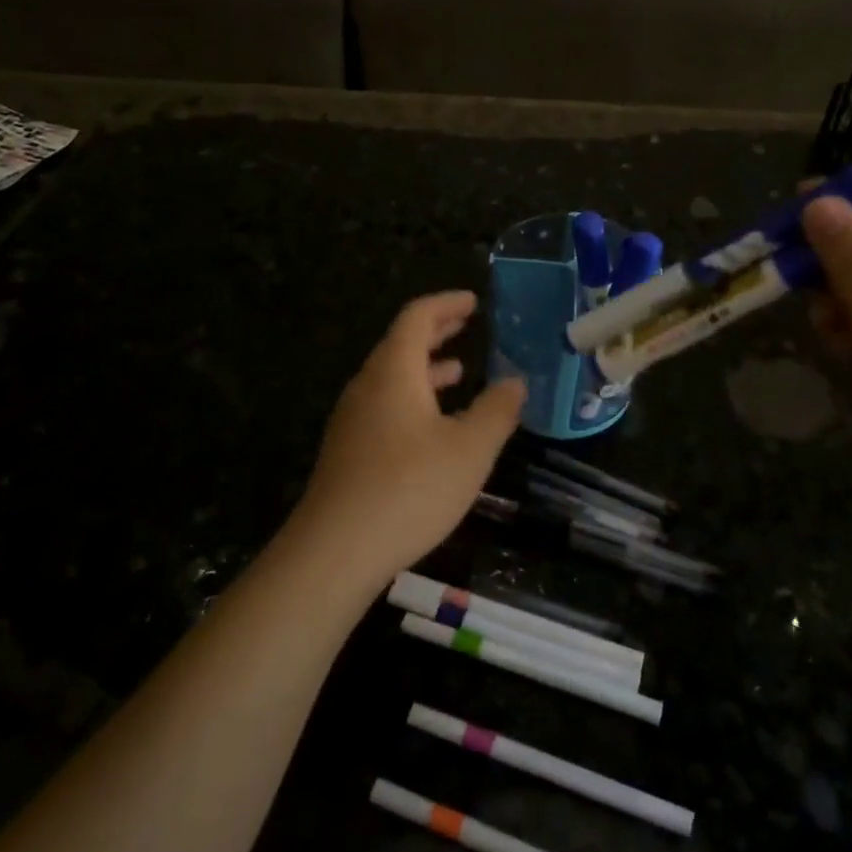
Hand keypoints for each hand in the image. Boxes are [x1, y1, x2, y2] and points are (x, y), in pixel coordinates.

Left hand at [290, 291, 525, 593]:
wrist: (336, 550)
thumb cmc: (409, 488)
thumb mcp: (470, 449)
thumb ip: (497, 411)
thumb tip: (515, 381)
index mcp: (394, 372)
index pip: (417, 317)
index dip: (446, 304)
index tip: (473, 302)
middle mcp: (367, 386)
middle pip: (400, 344)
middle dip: (436, 332)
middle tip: (466, 324)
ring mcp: (352, 420)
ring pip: (391, 379)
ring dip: (425, 369)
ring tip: (458, 372)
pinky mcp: (348, 451)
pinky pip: (384, 407)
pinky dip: (414, 399)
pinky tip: (434, 428)